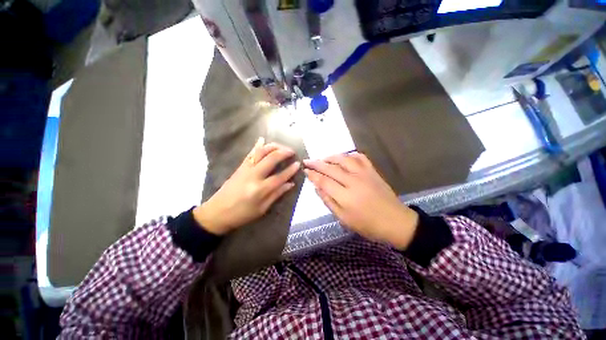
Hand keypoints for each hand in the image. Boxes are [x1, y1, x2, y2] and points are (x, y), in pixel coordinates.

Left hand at [193, 138, 300, 234]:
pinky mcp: (239, 167)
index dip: (291, 170)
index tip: (298, 164)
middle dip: (283, 152)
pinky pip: (250, 153)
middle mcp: (253, 176)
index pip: (280, 177)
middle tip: (292, 152)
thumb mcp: (262, 209)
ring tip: (282, 146)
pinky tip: (262, 139)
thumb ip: (276, 194)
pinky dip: (257, 146)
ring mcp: (245, 169)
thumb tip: (290, 184)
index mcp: (260, 189)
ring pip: (260, 152)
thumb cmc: (241, 214)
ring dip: (273, 146)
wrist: (216, 212)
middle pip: (271, 159)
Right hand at [303, 153, 418, 249]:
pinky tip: (345, 157)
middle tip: (307, 161)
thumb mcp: (344, 219)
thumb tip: (317, 188)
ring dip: (331, 157)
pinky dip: (350, 155)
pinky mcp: (373, 171)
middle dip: (317, 163)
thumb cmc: (368, 225)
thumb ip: (329, 202)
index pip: (324, 181)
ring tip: (323, 158)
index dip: (313, 175)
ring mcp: (364, 174)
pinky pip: (360, 157)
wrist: (396, 222)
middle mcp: (353, 181)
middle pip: (331, 168)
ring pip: (344, 159)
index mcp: (345, 196)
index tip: (305, 170)